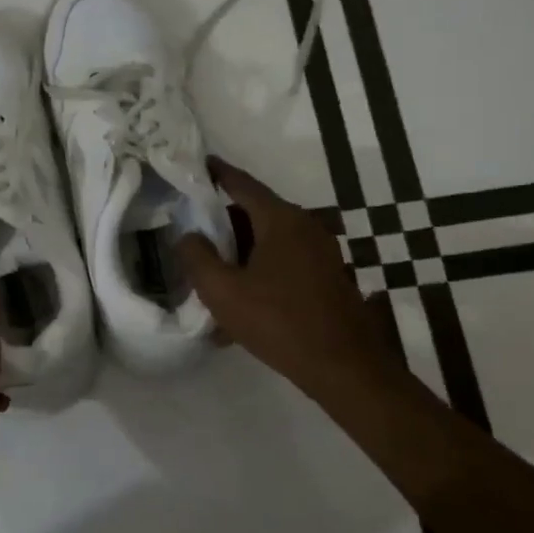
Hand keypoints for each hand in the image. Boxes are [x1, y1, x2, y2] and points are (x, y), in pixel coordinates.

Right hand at [177, 158, 396, 396]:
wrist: (345, 368)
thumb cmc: (279, 322)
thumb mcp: (223, 292)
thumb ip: (197, 258)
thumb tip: (188, 235)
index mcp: (281, 220)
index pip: (242, 184)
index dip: (217, 173)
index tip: (197, 164)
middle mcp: (305, 227)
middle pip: (255, 213)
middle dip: (223, 222)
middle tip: (193, 233)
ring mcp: (321, 253)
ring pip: (269, 241)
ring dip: (240, 253)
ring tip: (212, 275)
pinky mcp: (327, 278)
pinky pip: (284, 263)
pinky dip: (259, 271)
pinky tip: (241, 304)